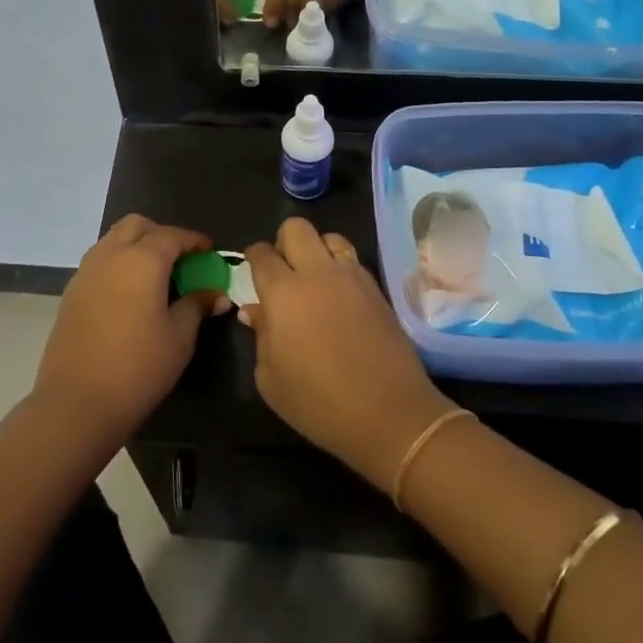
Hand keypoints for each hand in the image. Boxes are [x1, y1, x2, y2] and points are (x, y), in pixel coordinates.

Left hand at [34, 215, 232, 447]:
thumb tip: (216, 293)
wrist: (76, 402)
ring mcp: (86, 272)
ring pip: (113, 240)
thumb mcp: (179, 337)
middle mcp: (111, 255)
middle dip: (160, 234)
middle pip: (137, 226)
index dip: (194, 240)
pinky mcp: (71, 292)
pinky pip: (99, 262)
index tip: (209, 251)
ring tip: (154, 277)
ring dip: (135, 246)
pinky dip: (117, 264)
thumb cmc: (138, 367)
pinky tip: (129, 295)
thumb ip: (197, 306)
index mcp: (142, 259)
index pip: (172, 235)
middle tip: (179, 260)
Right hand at [242, 219, 455, 491]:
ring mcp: (352, 277)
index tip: (252, 267)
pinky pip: (353, 260)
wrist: (390, 414)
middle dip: (284, 242)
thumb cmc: (319, 403)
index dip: (253, 256)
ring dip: (317, 250)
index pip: (263, 254)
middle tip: (283, 271)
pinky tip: (339, 296)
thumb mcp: (271, 379)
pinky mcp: (377, 289)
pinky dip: (340, 267)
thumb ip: (261, 336)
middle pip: (297, 228)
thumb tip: (256, 311)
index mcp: (284, 292)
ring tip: (315, 279)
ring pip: (330, 237)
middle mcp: (318, 273)